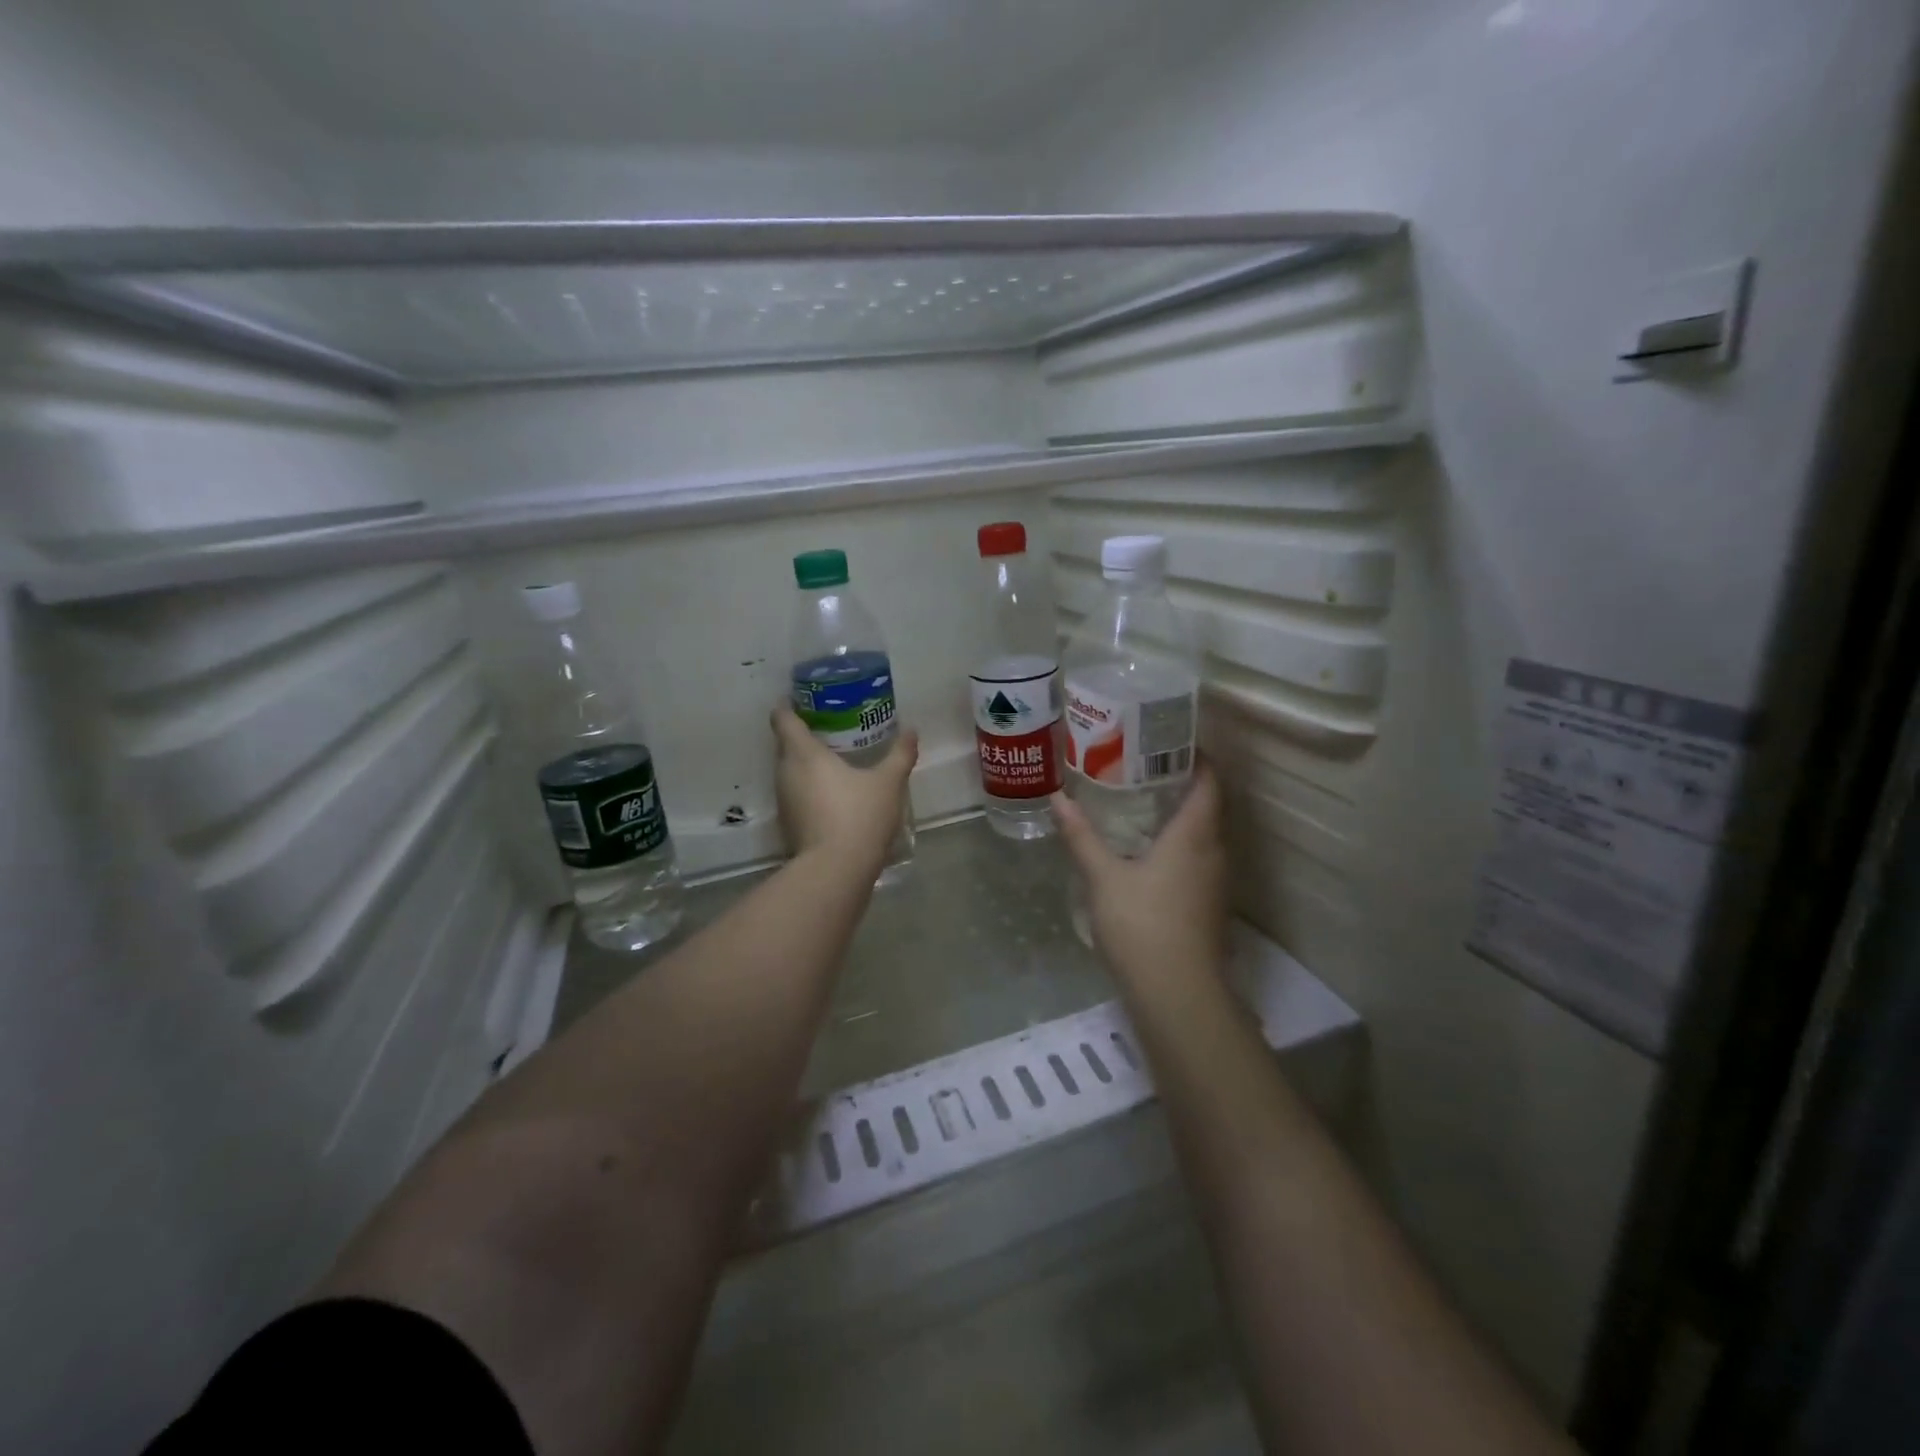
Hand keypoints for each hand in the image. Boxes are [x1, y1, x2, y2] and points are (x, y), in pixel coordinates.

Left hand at [770, 705, 918, 871]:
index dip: (789, 706)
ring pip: (789, 771)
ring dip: (805, 764)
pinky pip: (796, 794)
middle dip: (802, 734)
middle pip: (785, 744)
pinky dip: (809, 788)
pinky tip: (832, 793)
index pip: (783, 719)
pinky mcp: (788, 824)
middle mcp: (785, 772)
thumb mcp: (888, 782)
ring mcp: (784, 801)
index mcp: (803, 753)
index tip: (803, 700)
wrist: (836, 870)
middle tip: (830, 728)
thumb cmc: (859, 815)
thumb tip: (911, 731)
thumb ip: (900, 754)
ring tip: (833, 759)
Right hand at [1052, 765, 1229, 991]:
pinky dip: (1179, 846)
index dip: (1197, 757)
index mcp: (1194, 834)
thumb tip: (1058, 798)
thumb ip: (1081, 836)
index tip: (1169, 741)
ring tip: (1141, 804)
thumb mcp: (1103, 876)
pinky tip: (1148, 853)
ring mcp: (1215, 882)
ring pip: (1203, 836)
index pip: (1209, 781)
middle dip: (1181, 784)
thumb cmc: (1141, 924)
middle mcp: (1214, 852)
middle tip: (1142, 767)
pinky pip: (1198, 860)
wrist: (1177, 993)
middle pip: (1207, 806)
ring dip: (1180, 817)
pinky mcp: (1209, 906)